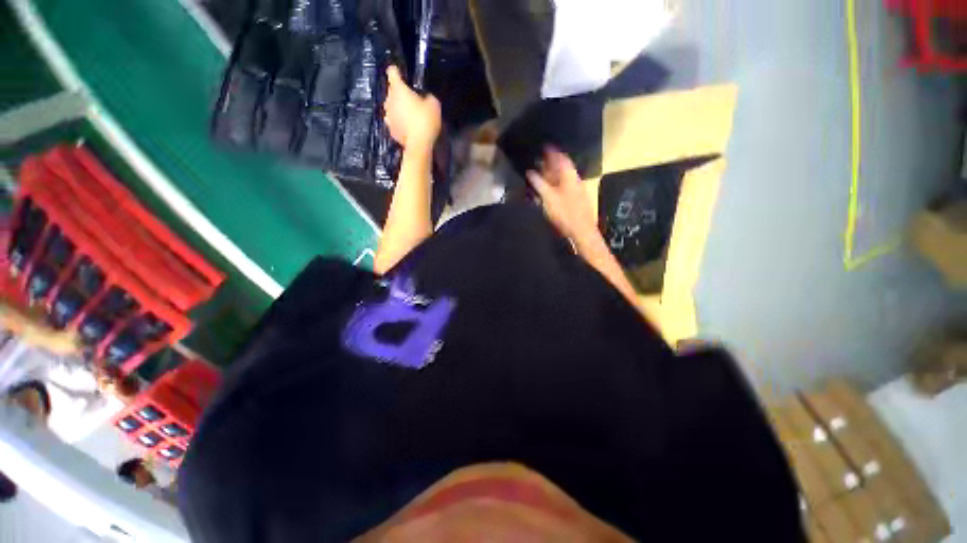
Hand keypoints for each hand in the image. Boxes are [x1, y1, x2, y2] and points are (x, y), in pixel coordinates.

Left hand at [383, 66, 440, 150]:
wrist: (418, 145)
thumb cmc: (425, 121)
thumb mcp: (434, 105)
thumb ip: (427, 97)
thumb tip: (425, 97)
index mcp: (399, 89)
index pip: (392, 72)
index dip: (397, 71)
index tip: (402, 75)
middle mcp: (389, 99)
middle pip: (392, 91)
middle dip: (400, 94)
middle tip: (413, 101)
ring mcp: (387, 115)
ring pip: (392, 107)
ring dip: (398, 108)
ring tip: (410, 116)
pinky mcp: (390, 129)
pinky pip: (394, 121)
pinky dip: (399, 122)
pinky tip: (407, 127)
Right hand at [526, 148, 596, 240]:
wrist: (581, 230)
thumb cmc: (565, 213)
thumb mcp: (549, 197)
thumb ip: (539, 183)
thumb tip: (530, 172)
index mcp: (570, 176)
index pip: (562, 158)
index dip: (553, 151)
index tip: (544, 146)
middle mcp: (574, 180)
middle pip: (562, 168)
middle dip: (550, 163)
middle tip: (539, 160)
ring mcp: (576, 190)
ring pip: (563, 178)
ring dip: (552, 174)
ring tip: (541, 173)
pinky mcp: (575, 200)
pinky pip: (563, 187)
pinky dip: (555, 184)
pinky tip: (548, 189)